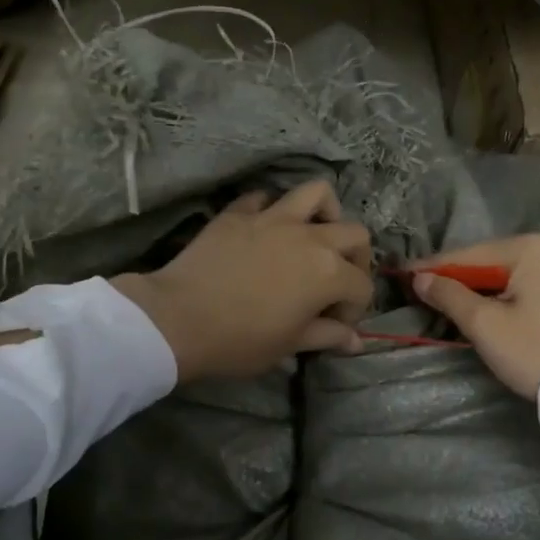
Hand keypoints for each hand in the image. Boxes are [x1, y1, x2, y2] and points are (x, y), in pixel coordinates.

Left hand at [111, 181, 373, 381]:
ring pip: (316, 193)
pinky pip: (264, 198)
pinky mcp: (239, 212)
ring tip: (314, 235)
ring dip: (325, 213)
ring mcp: (273, 218)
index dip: (355, 309)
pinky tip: (264, 230)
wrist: (178, 319)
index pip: (361, 286)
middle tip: (336, 282)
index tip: (335, 326)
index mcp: (328, 273)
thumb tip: (356, 341)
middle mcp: (310, 237)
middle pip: (354, 234)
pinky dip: (271, 210)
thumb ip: (328, 336)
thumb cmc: (240, 340)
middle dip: (355, 259)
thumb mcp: (290, 345)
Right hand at [411, 235, 539, 399]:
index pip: (467, 255)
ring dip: (477, 288)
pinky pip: (524, 284)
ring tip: (445, 300)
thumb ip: (449, 295)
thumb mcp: (484, 324)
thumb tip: (420, 278)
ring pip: (506, 274)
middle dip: (455, 278)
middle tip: (422, 291)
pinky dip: (501, 294)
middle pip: (487, 262)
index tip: (403, 276)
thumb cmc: (535, 350)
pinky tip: (482, 307)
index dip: (432, 268)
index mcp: (528, 247)